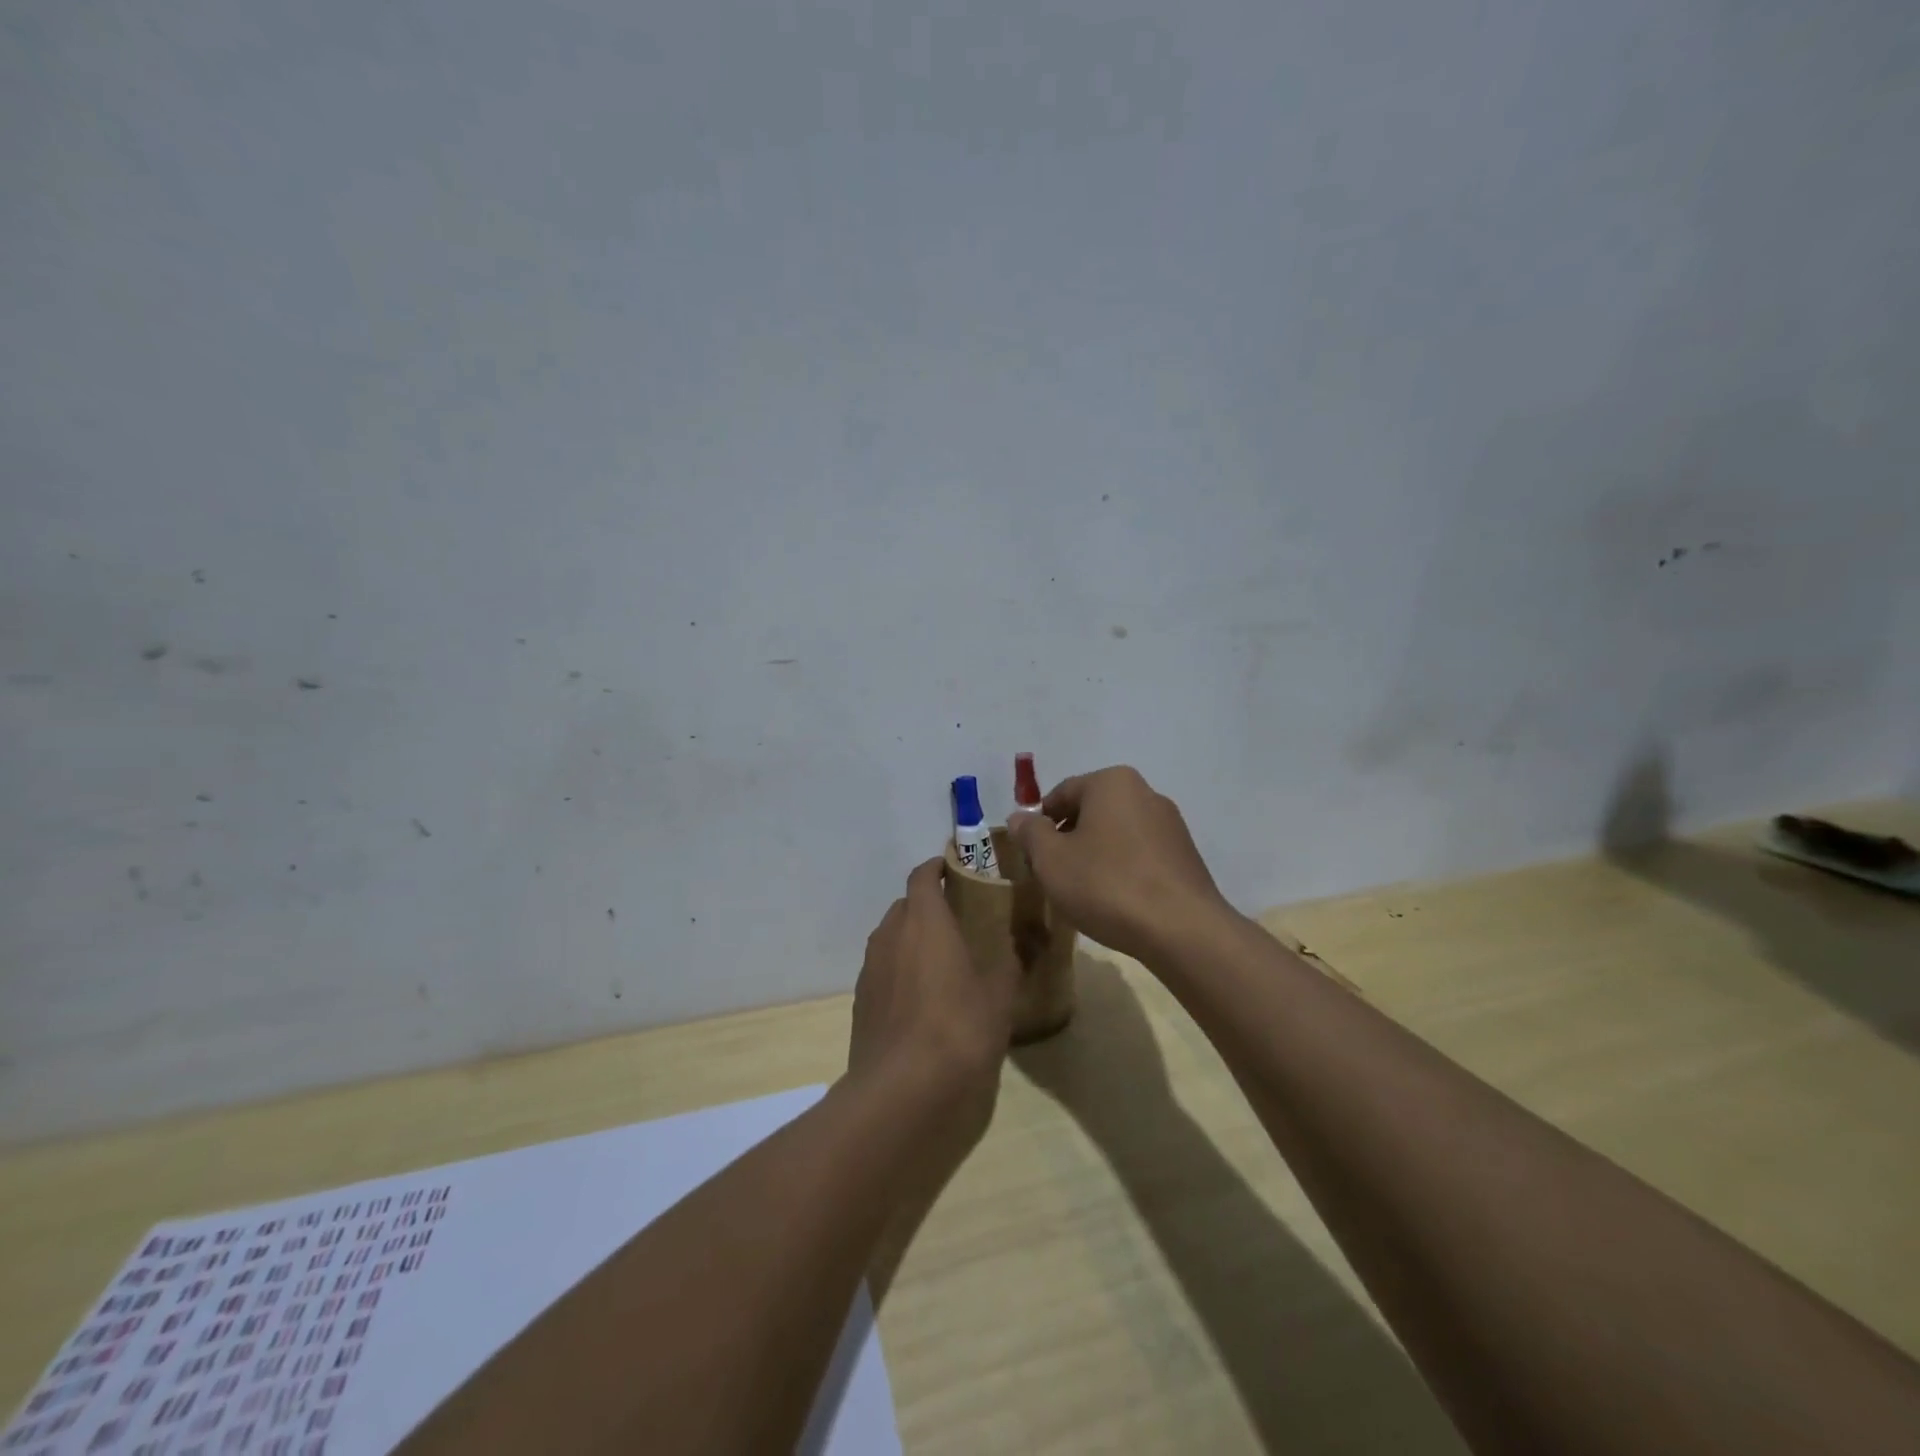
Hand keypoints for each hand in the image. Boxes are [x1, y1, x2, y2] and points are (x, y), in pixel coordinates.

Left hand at [847, 858, 1018, 1150]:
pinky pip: (883, 970)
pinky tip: (921, 999)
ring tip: (941, 961)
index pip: (923, 876)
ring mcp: (870, 968)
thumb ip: (1008, 963)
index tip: (957, 869)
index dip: (938, 867)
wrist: (902, 1090)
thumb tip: (1016, 946)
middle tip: (959, 921)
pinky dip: (900, 970)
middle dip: (928, 906)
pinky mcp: (860, 1001)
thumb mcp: (1000, 994)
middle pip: (905, 906)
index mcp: (924, 920)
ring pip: (891, 938)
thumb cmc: (959, 1029)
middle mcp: (890, 935)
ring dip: (912, 939)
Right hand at [1009, 765, 1234, 963]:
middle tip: (1052, 875)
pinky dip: (1122, 870)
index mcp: (1111, 782)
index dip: (1038, 824)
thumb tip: (1020, 817)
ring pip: (1115, 834)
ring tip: (1083, 893)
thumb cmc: (1107, 885)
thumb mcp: (1051, 860)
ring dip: (1094, 856)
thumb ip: (1030, 833)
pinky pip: (1140, 854)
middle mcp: (1145, 792)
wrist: (1181, 929)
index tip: (1030, 856)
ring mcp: (1170, 824)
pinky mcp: (1185, 855)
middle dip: (1067, 840)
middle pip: (1090, 812)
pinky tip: (1115, 901)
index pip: (1061, 794)